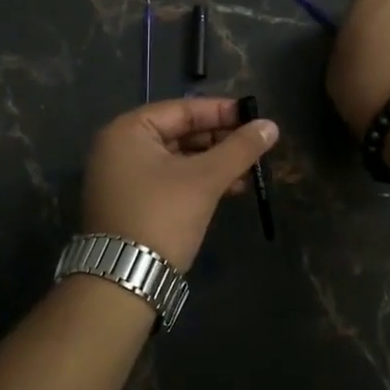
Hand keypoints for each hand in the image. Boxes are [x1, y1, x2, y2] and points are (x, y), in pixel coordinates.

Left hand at [81, 97, 279, 270]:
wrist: (124, 279)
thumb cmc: (162, 216)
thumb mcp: (205, 179)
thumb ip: (239, 149)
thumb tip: (271, 126)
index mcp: (128, 130)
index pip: (182, 110)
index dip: (221, 112)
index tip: (255, 117)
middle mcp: (118, 147)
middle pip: (178, 133)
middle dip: (219, 141)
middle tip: (254, 146)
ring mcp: (121, 177)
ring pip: (176, 159)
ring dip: (212, 164)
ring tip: (248, 172)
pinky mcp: (129, 202)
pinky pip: (168, 180)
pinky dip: (196, 182)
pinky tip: (228, 190)